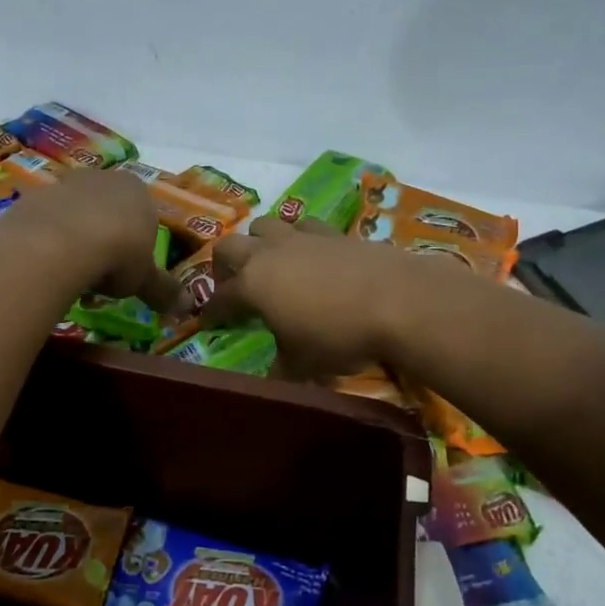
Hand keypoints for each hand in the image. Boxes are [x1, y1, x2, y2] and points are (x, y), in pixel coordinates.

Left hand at [6, 168, 177, 308]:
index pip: (143, 214)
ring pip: (74, 213)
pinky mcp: (33, 197)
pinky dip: (48, 241)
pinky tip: (47, 265)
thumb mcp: (145, 279)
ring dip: (75, 239)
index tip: (129, 269)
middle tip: (101, 274)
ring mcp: (64, 184)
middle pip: (107, 209)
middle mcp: (102, 179)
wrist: (60, 242)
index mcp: (137, 190)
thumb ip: (163, 290)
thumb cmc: (117, 254)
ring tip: (72, 274)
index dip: (137, 243)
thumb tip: (187, 308)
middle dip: (104, 237)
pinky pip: (46, 222)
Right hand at [201, 217, 424, 377]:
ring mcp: (303, 237)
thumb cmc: (338, 335)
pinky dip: (301, 239)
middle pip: (230, 246)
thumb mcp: (303, 364)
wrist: (398, 300)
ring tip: (271, 262)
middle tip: (232, 285)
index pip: (220, 297)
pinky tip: (313, 256)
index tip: (206, 323)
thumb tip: (272, 379)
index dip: (211, 312)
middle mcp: (270, 253)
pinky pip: (306, 227)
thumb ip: (281, 368)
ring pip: (266, 226)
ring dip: (260, 242)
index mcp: (252, 284)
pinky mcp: (335, 232)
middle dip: (224, 265)